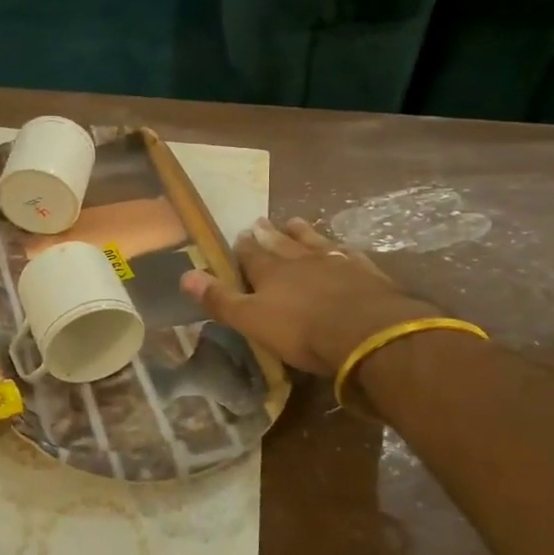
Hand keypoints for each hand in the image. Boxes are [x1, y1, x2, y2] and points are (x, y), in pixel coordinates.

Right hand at [181, 217, 442, 375]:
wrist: (368, 333)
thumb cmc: (303, 331)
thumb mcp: (253, 320)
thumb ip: (221, 299)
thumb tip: (185, 275)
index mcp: (271, 272)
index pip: (251, 254)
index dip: (243, 247)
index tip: (238, 236)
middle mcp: (301, 260)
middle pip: (281, 243)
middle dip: (269, 234)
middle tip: (261, 221)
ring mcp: (336, 263)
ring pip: (314, 242)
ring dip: (302, 233)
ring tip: (294, 222)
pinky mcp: (366, 273)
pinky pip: (348, 253)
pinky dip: (339, 247)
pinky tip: (340, 246)